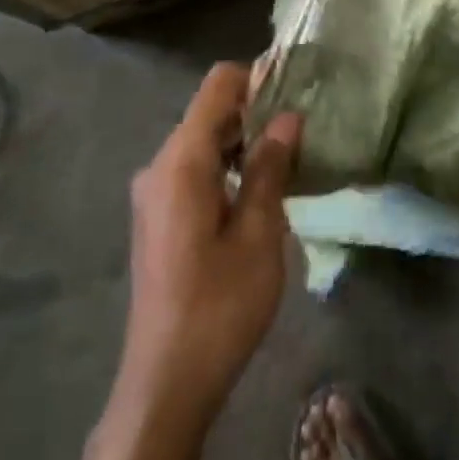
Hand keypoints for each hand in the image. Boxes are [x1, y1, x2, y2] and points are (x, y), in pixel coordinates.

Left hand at [118, 64, 300, 429]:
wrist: (166, 381)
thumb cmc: (220, 306)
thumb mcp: (259, 234)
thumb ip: (271, 169)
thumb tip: (288, 118)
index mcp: (181, 162)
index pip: (217, 87)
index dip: (257, 78)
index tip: (298, 90)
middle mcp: (159, 167)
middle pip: (209, 114)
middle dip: (256, 113)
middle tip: (305, 131)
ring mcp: (153, 193)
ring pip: (203, 143)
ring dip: (245, 143)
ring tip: (291, 161)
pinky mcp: (157, 217)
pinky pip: (194, 171)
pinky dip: (228, 168)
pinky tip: (260, 192)